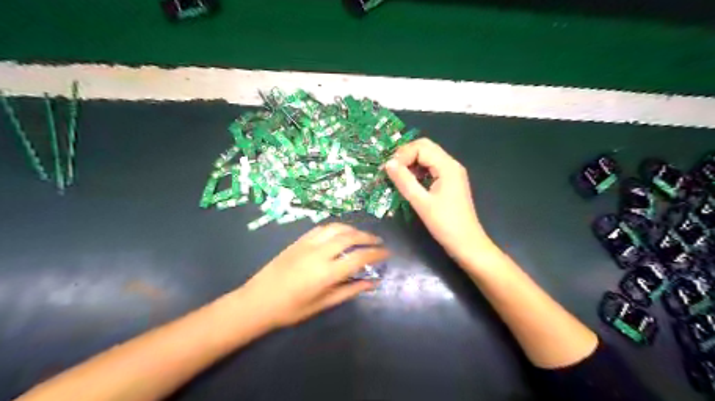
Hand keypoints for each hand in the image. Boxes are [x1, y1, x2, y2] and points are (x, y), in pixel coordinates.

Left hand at [239, 223, 388, 327]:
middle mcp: (319, 253)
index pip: (359, 257)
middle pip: (350, 237)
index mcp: (326, 273)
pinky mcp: (298, 241)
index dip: (376, 254)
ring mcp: (307, 244)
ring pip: (336, 228)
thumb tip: (372, 283)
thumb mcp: (323, 304)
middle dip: (368, 237)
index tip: (387, 253)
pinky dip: (336, 228)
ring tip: (362, 236)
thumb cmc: (291, 309)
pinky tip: (340, 233)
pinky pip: (322, 228)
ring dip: (353, 229)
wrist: (257, 301)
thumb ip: (349, 291)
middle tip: (378, 242)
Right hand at [386, 139, 497, 263]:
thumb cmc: (445, 224)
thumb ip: (404, 181)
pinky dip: (418, 170)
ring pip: (428, 157)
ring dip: (411, 162)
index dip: (403, 155)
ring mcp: (452, 173)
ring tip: (397, 176)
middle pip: (425, 147)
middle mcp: (451, 164)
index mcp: (447, 166)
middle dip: (406, 155)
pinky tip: (410, 182)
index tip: (389, 170)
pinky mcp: (449, 182)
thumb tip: (388, 164)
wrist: (467, 243)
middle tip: (391, 170)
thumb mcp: (421, 203)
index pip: (421, 147)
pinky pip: (431, 168)